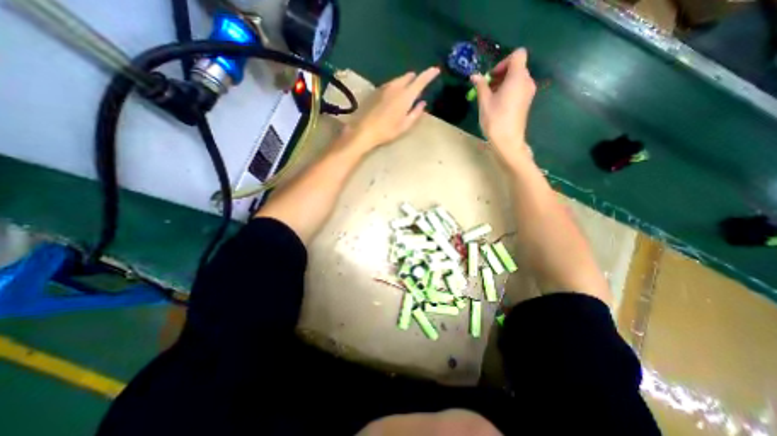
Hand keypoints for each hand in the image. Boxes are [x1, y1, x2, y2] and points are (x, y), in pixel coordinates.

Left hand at [342, 67, 438, 153]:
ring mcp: (384, 87)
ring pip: (398, 79)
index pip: (420, 80)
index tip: (436, 70)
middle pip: (408, 77)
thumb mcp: (405, 125)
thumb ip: (416, 113)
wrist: (364, 130)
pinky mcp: (376, 90)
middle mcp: (395, 87)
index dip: (429, 74)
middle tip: (420, 83)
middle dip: (416, 78)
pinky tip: (394, 94)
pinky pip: (390, 84)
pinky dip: (396, 85)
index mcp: (405, 96)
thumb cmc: (387, 130)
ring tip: (408, 88)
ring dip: (405, 81)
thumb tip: (423, 103)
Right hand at [470, 48, 538, 164]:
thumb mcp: (484, 102)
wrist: (508, 141)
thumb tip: (474, 76)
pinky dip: (508, 91)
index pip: (517, 55)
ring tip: (490, 98)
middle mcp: (527, 81)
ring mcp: (528, 92)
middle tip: (487, 88)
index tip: (491, 77)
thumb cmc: (495, 119)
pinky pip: (518, 89)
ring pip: (517, 79)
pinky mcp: (527, 102)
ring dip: (503, 84)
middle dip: (501, 74)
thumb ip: (481, 86)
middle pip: (517, 67)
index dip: (503, 62)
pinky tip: (497, 104)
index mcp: (518, 77)